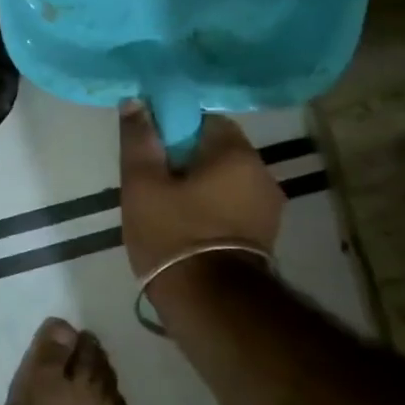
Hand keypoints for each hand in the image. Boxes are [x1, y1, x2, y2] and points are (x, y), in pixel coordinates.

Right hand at [118, 105, 282, 277]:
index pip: (204, 120)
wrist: (209, 302)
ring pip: (225, 179)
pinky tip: (186, 226)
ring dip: (198, 186)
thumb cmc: (172, 234)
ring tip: (165, 207)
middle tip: (151, 181)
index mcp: (237, 154)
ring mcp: (268, 207)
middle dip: (184, 160)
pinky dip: (211, 207)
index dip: (173, 129)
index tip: (150, 150)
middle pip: (216, 150)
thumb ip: (138, 139)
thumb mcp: (142, 183)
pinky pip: (233, 205)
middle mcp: (262, 173)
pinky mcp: (265, 235)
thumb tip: (136, 102)